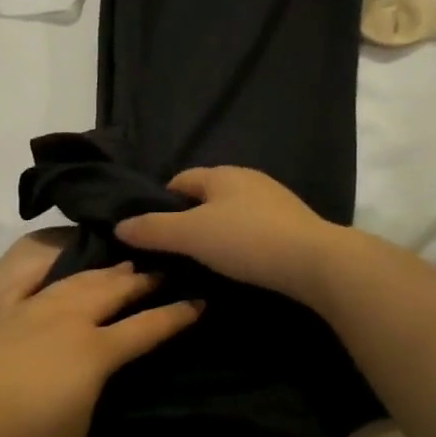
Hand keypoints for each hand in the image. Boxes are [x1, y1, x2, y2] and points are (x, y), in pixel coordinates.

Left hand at [0, 232, 202, 436]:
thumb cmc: (19, 435)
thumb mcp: (79, 425)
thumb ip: (100, 389)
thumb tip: (106, 367)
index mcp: (95, 350)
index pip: (147, 327)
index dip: (177, 314)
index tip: (200, 301)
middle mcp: (69, 316)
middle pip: (116, 289)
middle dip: (146, 278)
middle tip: (167, 267)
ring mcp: (32, 302)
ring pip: (80, 275)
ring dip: (108, 267)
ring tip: (125, 260)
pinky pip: (27, 266)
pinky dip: (48, 253)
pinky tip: (60, 246)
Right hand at [114, 167, 343, 302]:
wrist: (315, 261)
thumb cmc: (246, 241)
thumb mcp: (190, 236)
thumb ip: (153, 230)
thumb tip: (120, 225)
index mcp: (222, 174)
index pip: (180, 180)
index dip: (161, 202)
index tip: (152, 231)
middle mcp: (249, 179)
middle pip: (207, 195)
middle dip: (189, 217)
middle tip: (175, 249)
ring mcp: (275, 200)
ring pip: (232, 212)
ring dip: (217, 230)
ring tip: (205, 259)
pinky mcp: (293, 224)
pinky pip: (254, 228)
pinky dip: (241, 241)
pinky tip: (240, 262)